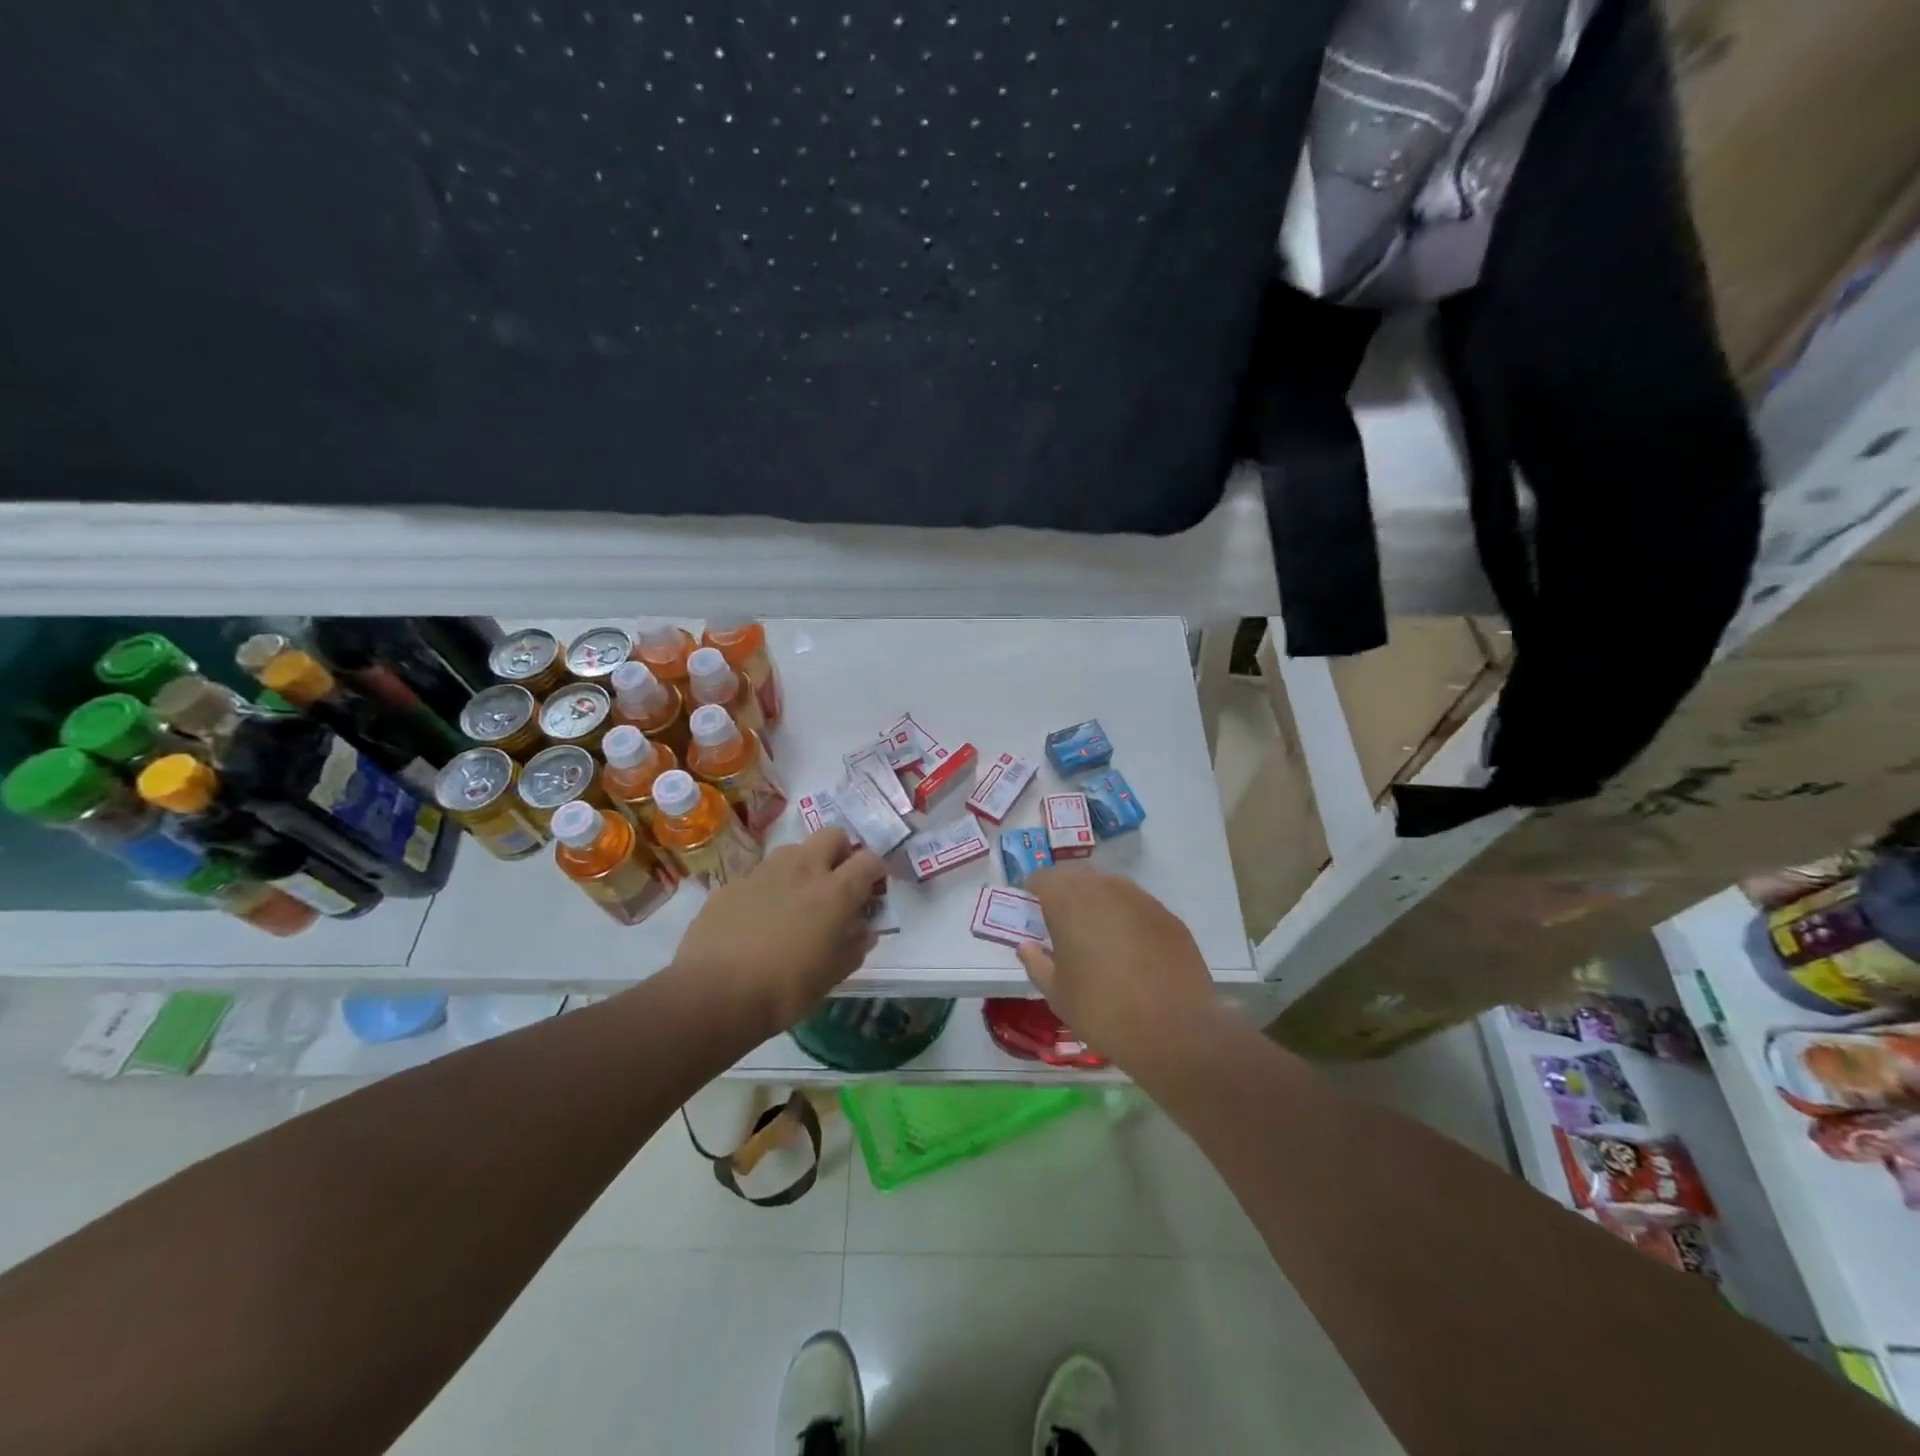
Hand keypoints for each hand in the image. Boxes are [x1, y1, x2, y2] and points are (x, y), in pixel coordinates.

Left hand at [670, 828, 887, 1037]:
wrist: (714, 994)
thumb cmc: (786, 988)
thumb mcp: (833, 975)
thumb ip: (854, 946)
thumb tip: (863, 930)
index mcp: (835, 891)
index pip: (869, 860)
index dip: (876, 870)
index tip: (874, 888)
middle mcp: (802, 869)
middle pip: (832, 835)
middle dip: (841, 852)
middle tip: (837, 882)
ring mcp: (763, 872)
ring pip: (793, 850)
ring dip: (803, 865)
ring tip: (796, 898)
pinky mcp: (732, 884)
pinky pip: (759, 876)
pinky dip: (768, 888)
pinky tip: (758, 918)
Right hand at [1017, 865, 1221, 1066]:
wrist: (1173, 1031)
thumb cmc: (1102, 1011)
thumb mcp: (1057, 994)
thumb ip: (1037, 963)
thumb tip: (1028, 947)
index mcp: (1069, 901)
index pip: (1043, 878)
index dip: (1034, 892)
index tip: (1033, 913)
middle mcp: (1104, 888)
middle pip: (1077, 877)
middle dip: (1065, 894)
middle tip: (1062, 924)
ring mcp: (1141, 899)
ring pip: (1110, 888)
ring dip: (1098, 903)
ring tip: (1098, 936)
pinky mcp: (1168, 916)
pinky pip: (1137, 906)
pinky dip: (1127, 918)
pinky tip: (1131, 949)